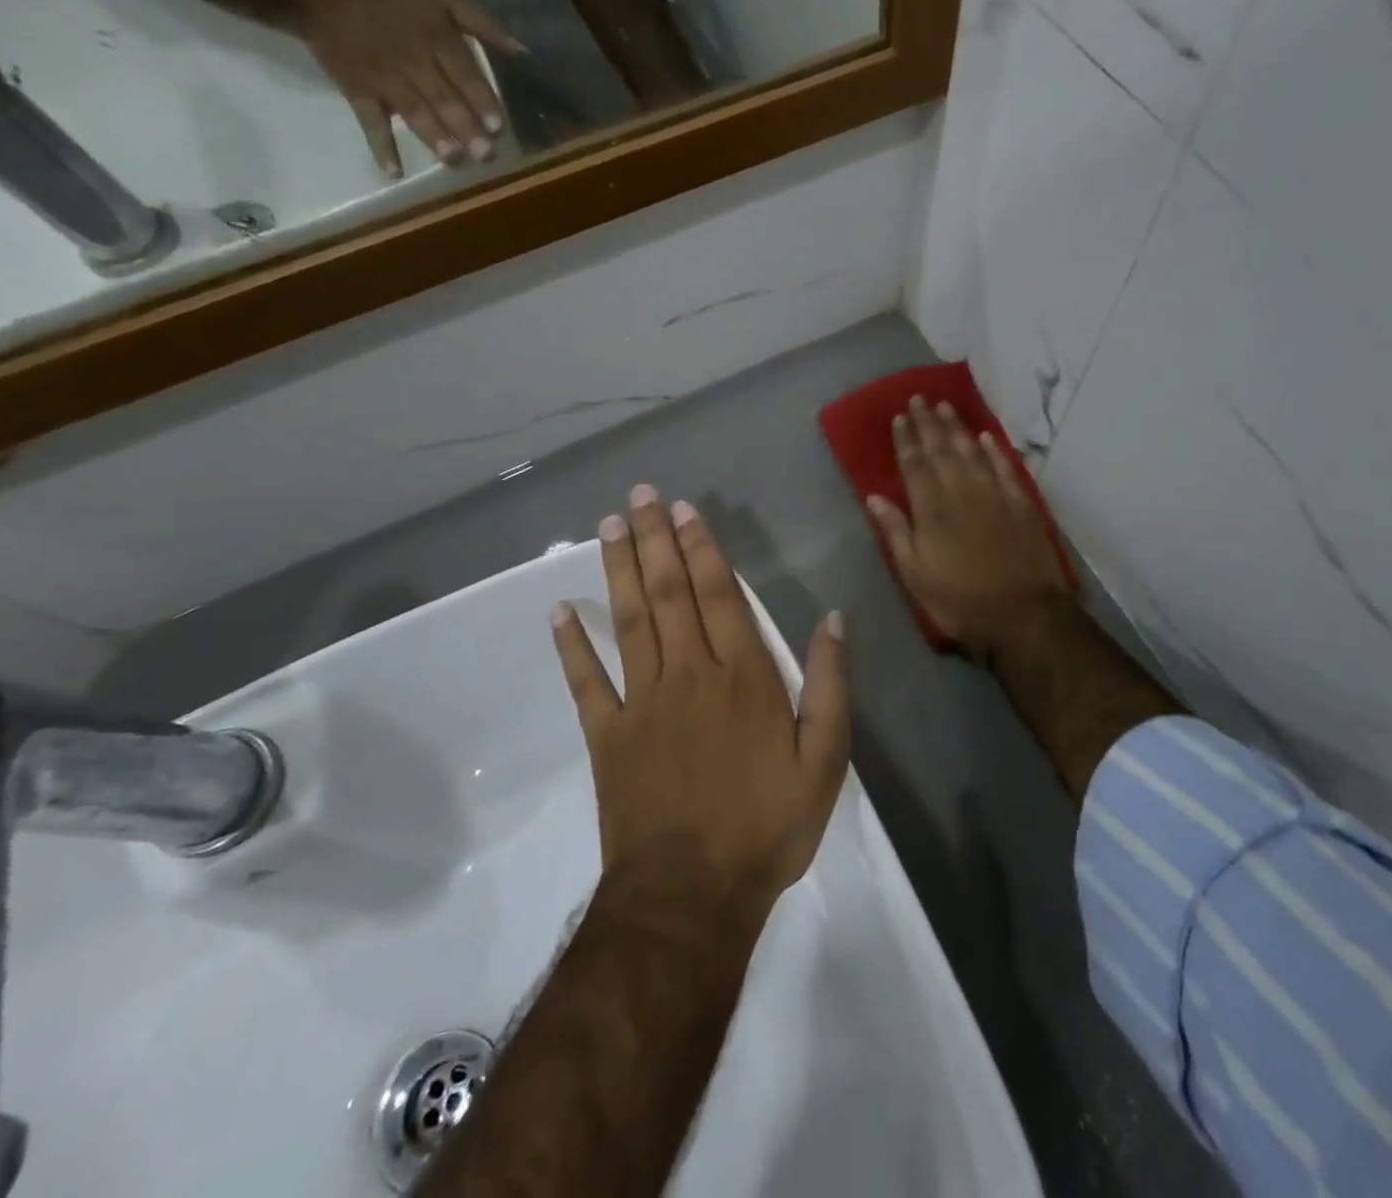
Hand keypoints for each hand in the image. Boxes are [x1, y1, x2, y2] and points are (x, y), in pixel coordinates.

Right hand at [296, 0, 526, 177]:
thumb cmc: (396, 2)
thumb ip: (484, 25)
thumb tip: (523, 52)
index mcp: (436, 40)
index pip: (462, 72)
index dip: (480, 99)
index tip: (497, 126)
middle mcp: (412, 61)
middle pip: (441, 97)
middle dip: (464, 126)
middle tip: (485, 154)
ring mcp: (384, 79)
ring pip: (412, 110)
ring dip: (432, 136)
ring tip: (453, 159)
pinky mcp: (358, 92)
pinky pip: (370, 121)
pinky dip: (381, 146)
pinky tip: (394, 172)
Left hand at [551, 487, 850, 913]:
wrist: (692, 896)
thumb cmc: (766, 825)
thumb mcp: (824, 759)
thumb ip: (829, 684)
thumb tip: (833, 618)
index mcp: (743, 677)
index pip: (720, 595)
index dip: (703, 548)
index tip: (686, 510)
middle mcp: (689, 674)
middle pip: (669, 594)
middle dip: (655, 540)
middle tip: (640, 495)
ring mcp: (642, 703)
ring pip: (629, 622)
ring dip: (618, 571)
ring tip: (609, 527)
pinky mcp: (608, 737)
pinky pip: (586, 683)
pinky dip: (571, 647)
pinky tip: (558, 612)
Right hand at [867, 397, 1071, 659]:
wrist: (1024, 615)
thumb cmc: (960, 601)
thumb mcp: (915, 575)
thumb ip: (896, 532)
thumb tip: (874, 496)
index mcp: (932, 510)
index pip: (915, 465)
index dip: (906, 440)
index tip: (899, 417)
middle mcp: (962, 492)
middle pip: (942, 450)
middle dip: (929, 423)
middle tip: (920, 398)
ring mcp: (995, 495)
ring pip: (972, 452)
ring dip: (958, 428)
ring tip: (947, 407)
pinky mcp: (1021, 504)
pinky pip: (1006, 467)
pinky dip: (995, 450)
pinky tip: (986, 437)